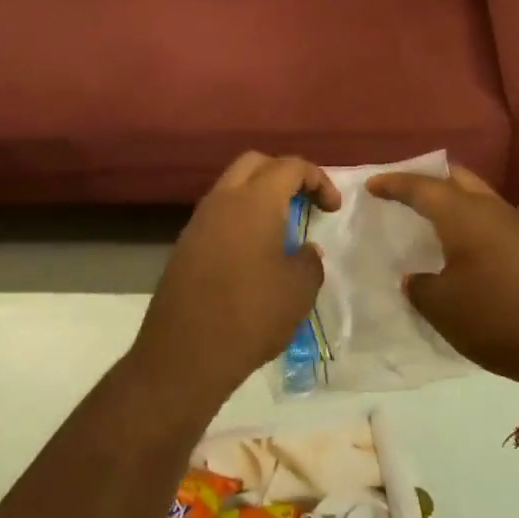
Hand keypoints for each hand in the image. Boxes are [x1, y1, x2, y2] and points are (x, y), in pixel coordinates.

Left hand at [133, 152, 341, 406]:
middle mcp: (222, 200)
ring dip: (259, 195)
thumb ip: (308, 261)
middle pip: (255, 164)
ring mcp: (198, 221)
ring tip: (282, 228)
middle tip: (305, 202)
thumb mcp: (298, 290)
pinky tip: (254, 251)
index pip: (290, 166)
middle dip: (284, 174)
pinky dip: (241, 218)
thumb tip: (303, 250)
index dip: (318, 179)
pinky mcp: (185, 245)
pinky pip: (218, 214)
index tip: (332, 209)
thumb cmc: (251, 315)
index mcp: (254, 201)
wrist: (185, 353)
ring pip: (232, 187)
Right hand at [366, 165, 518, 388]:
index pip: (422, 187)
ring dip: (452, 200)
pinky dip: (470, 221)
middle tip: (404, 191)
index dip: (394, 184)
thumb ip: (420, 286)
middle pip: (456, 178)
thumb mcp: (442, 307)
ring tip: (429, 216)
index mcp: (464, 215)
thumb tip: (418, 278)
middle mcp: (491, 210)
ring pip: (478, 197)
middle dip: (428, 179)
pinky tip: (461, 244)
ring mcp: (517, 227)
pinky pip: (491, 219)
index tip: (371, 185)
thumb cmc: (495, 317)